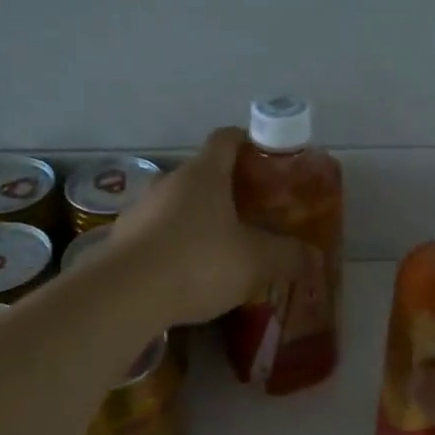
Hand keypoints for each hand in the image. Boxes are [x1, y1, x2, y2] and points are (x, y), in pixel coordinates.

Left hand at [106, 127, 310, 327]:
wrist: (125, 295)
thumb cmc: (199, 263)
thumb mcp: (257, 262)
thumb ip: (288, 256)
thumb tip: (312, 257)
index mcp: (204, 174)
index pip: (226, 139)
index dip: (248, 142)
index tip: (266, 158)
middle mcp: (169, 182)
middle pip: (202, 174)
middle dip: (227, 190)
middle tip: (251, 213)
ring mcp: (140, 210)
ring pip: (177, 205)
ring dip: (198, 219)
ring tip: (221, 248)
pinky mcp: (122, 241)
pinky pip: (157, 234)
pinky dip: (174, 245)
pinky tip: (187, 274)